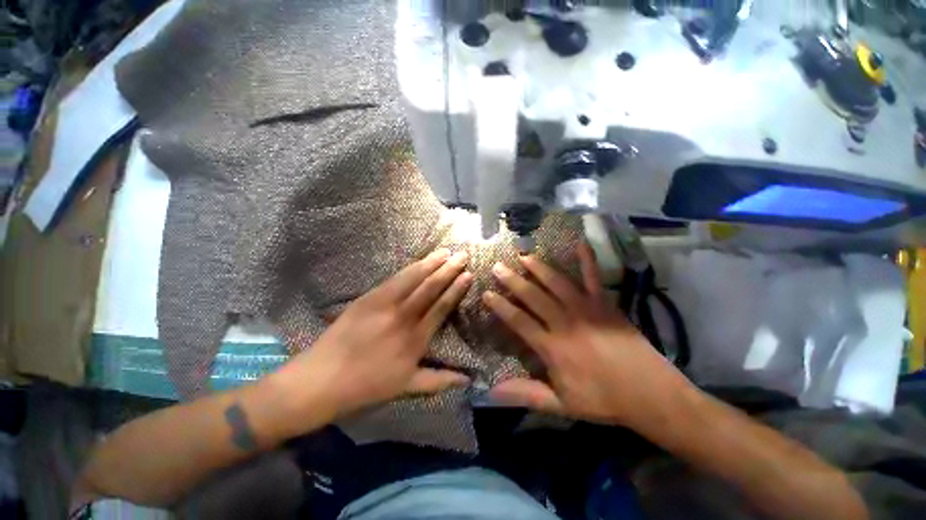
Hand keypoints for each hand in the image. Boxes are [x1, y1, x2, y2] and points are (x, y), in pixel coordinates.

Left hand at [280, 249, 472, 419]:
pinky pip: (394, 279)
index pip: (441, 307)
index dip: (456, 289)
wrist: (322, 379)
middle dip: (448, 270)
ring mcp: (384, 305)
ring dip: (431, 263)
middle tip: (462, 255)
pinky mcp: (368, 298)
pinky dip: (410, 268)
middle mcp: (403, 318)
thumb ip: (439, 380)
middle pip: (430, 288)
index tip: (468, 275)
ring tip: (445, 252)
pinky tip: (420, 261)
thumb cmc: (367, 386)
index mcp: (415, 340)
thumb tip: (467, 379)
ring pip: (413, 279)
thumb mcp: (406, 387)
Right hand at [483, 243, 689, 428]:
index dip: (500, 306)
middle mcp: (565, 322)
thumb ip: (526, 394)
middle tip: (498, 266)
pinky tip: (580, 243)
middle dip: (512, 280)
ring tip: (524, 256)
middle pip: (533, 296)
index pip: (518, 321)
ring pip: (556, 283)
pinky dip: (587, 260)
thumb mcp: (561, 404)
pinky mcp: (605, 303)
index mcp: (552, 346)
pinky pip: (594, 277)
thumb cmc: (603, 400)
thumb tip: (491, 391)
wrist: (650, 394)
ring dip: (538, 268)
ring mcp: (586, 309)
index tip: (486, 293)